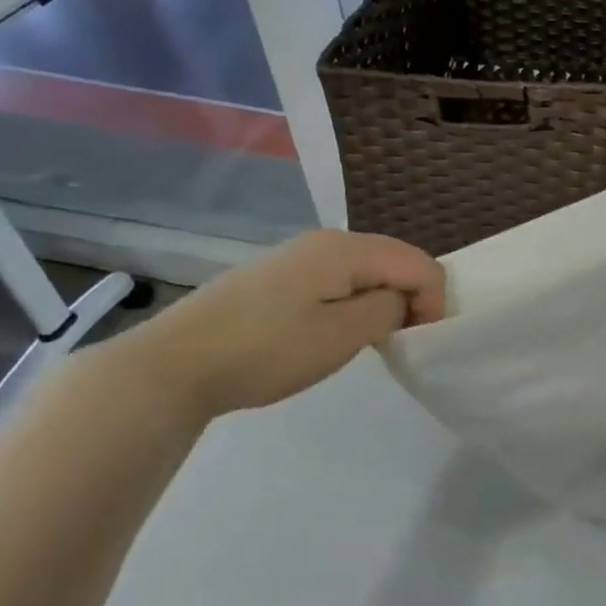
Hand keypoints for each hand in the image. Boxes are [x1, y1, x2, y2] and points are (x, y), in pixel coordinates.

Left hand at [95, 230, 445, 422]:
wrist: (171, 365)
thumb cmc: (266, 350)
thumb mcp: (342, 335)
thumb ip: (388, 309)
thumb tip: (400, 300)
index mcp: (347, 248)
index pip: (418, 263)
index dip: (434, 300)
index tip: (420, 340)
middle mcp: (326, 240)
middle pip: (394, 260)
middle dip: (410, 298)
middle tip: (399, 342)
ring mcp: (297, 256)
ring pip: (365, 271)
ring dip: (380, 301)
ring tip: (368, 340)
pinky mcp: (276, 276)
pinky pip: (336, 280)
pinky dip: (351, 302)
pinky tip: (330, 331)